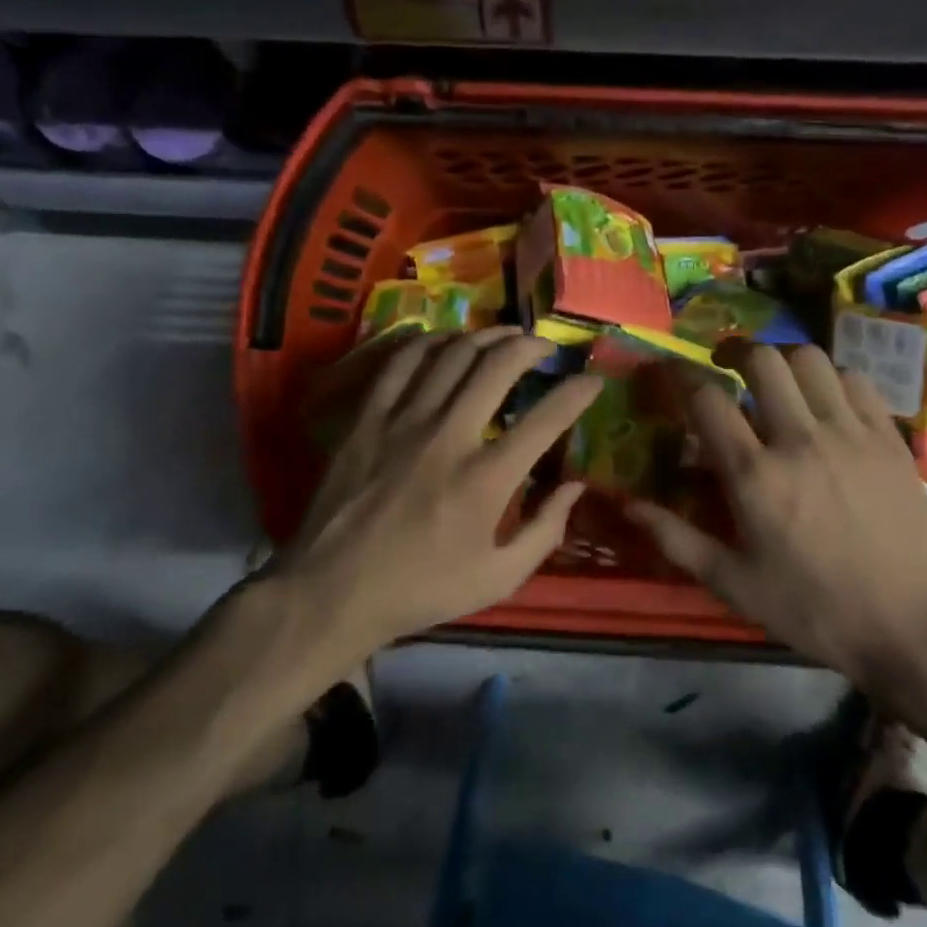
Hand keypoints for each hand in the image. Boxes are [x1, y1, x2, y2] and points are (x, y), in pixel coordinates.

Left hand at [273, 328, 602, 649]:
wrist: (334, 590)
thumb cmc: (422, 589)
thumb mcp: (498, 579)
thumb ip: (545, 531)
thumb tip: (575, 486)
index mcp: (486, 479)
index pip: (547, 419)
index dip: (578, 392)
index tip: (593, 380)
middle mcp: (449, 436)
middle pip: (497, 366)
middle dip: (531, 346)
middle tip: (545, 348)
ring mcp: (403, 421)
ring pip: (451, 354)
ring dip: (485, 337)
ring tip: (504, 337)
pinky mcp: (367, 417)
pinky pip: (401, 362)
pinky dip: (429, 342)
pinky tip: (445, 342)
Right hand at [627, 343, 926, 678]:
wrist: (912, 624)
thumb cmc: (814, 608)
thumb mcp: (734, 584)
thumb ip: (676, 539)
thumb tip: (627, 505)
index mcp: (755, 476)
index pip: (707, 400)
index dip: (681, 377)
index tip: (671, 374)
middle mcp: (800, 440)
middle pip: (762, 361)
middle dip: (735, 354)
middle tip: (727, 368)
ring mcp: (850, 433)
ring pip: (811, 360)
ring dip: (784, 361)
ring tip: (777, 381)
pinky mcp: (889, 438)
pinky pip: (856, 380)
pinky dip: (832, 379)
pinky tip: (826, 402)